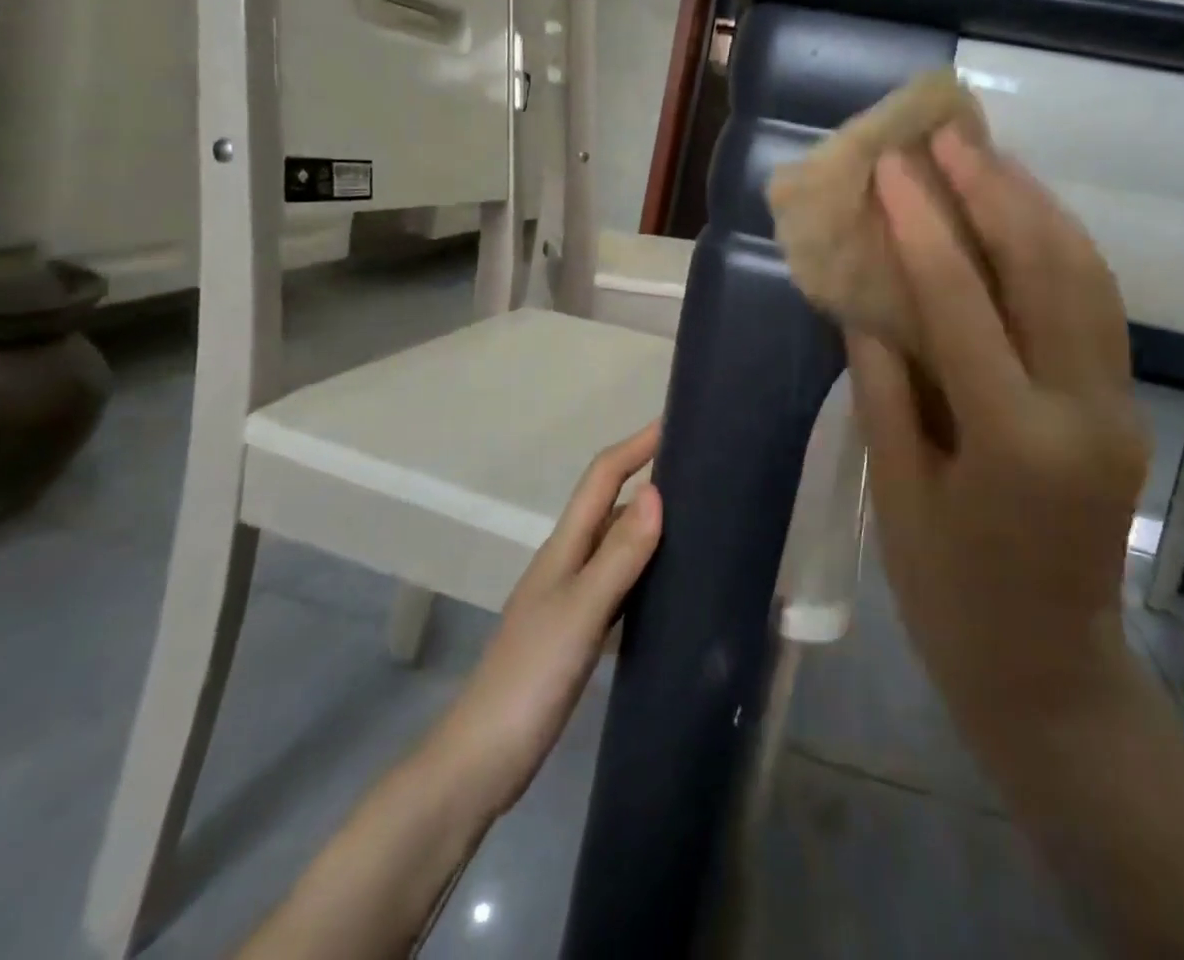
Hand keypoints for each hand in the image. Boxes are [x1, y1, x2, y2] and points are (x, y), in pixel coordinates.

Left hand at [430, 424, 662, 815]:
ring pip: (616, 543)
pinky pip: (619, 581)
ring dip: (649, 522)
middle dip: (648, 476)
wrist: (482, 760)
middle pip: (610, 504)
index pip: (602, 477)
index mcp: (564, 547)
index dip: (635, 445)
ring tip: (697, 517)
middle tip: (701, 471)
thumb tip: (657, 492)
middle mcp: (567, 561)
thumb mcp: (580, 611)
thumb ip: (619, 555)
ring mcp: (571, 597)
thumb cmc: (530, 677)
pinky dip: (644, 567)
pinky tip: (670, 581)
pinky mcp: (578, 630)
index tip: (675, 422)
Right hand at [847, 126, 1148, 750]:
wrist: (1047, 670)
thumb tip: (868, 299)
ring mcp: (1115, 405)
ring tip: (986, 157)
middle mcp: (1081, 409)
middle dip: (993, 190)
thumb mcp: (896, 491)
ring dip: (1035, 205)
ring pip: (1086, 275)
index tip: (892, 166)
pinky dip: (1060, 246)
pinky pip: (1096, 304)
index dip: (922, 224)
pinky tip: (1025, 216)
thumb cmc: (950, 593)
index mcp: (1014, 440)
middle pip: (1045, 268)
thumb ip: (883, 385)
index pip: (963, 301)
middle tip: (948, 136)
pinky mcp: (1121, 406)